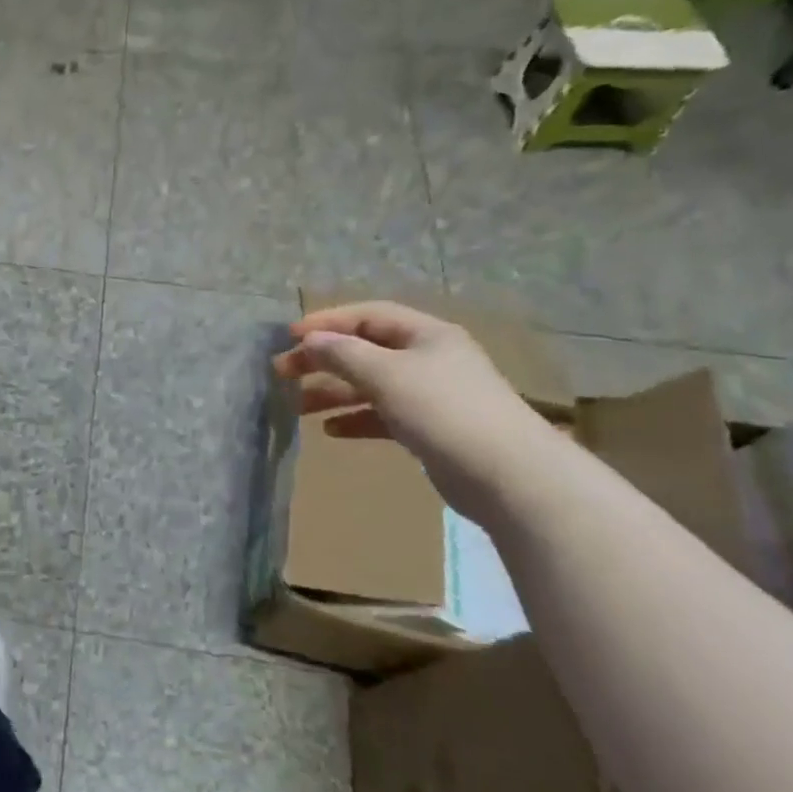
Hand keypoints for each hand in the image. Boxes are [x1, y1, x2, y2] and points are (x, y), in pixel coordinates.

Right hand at [271, 301, 545, 506]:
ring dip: (333, 391)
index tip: (289, 337)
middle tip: (283, 372)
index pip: (367, 315)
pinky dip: (356, 418)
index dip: (326, 321)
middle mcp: (429, 358)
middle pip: (365, 349)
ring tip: (298, 406)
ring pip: (370, 384)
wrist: (509, 476)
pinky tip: (331, 431)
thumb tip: (310, 340)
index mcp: (426, 334)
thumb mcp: (386, 374)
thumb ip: (343, 354)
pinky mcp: (431, 429)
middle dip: (323, 359)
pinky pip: (383, 415)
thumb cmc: (444, 411)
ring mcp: (431, 395)